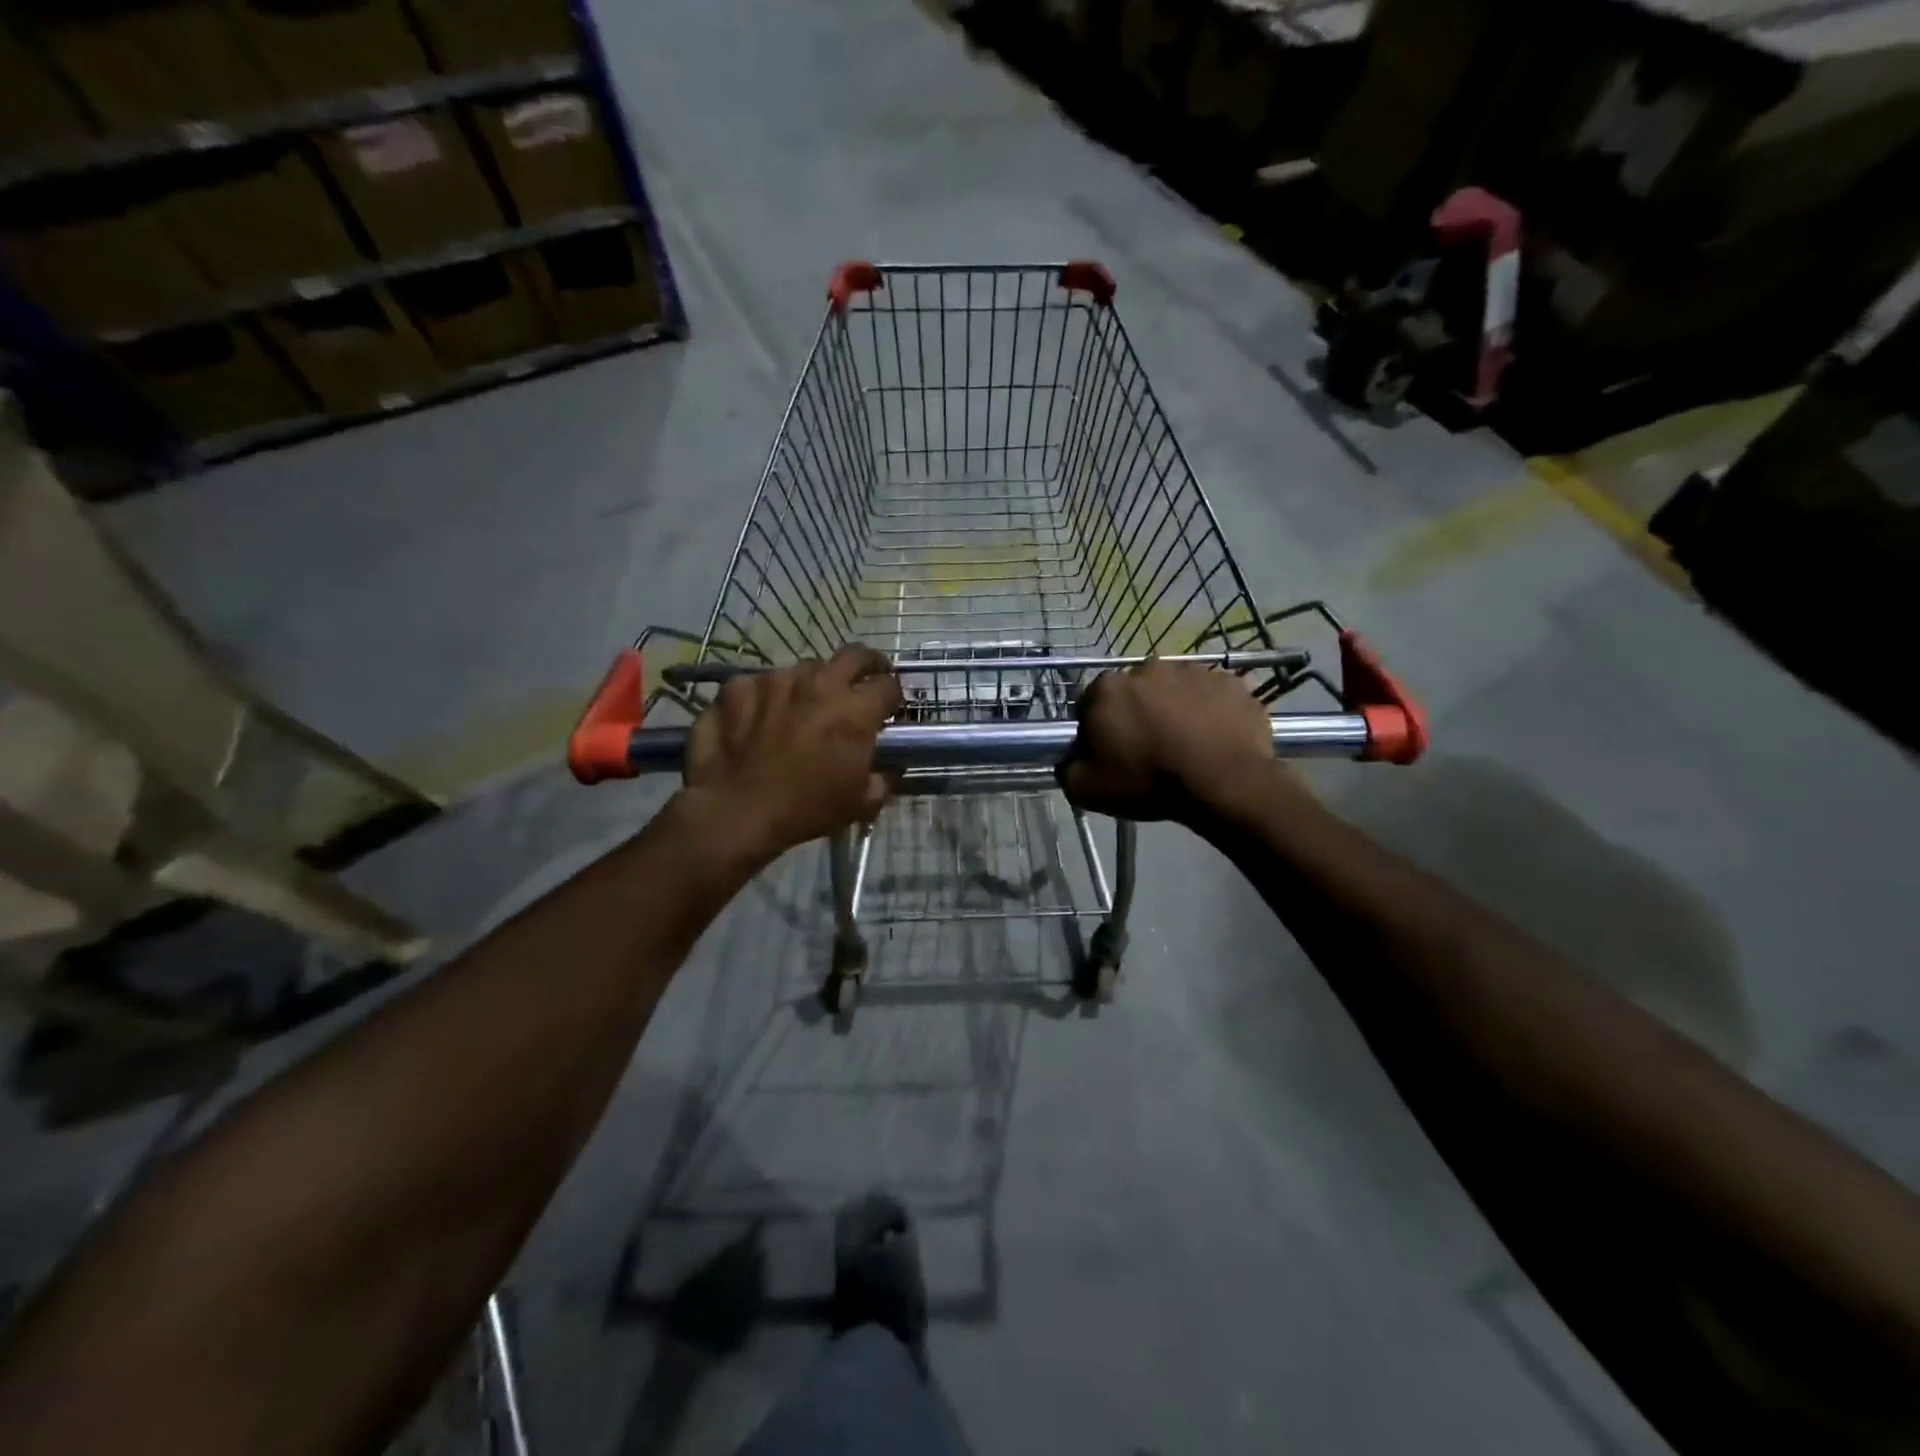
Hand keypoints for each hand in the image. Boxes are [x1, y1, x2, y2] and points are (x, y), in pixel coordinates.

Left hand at [683, 646, 902, 859]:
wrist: (736, 811)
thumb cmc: (807, 809)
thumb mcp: (862, 803)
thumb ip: (884, 778)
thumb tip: (889, 768)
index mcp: (856, 709)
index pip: (889, 685)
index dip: (893, 697)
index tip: (889, 709)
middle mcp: (820, 682)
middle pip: (855, 655)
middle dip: (866, 665)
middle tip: (863, 682)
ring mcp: (776, 679)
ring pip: (805, 669)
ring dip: (812, 684)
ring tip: (804, 707)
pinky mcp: (739, 686)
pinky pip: (761, 683)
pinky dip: (767, 697)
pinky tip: (760, 718)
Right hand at [1059, 660, 1288, 821]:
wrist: (1223, 782)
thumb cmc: (1148, 782)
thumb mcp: (1087, 788)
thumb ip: (1068, 767)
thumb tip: (1071, 758)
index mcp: (1107, 688)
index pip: (1092, 704)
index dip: (1099, 729)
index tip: (1111, 752)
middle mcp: (1147, 668)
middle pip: (1135, 692)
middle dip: (1139, 713)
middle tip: (1150, 749)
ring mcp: (1193, 670)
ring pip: (1176, 690)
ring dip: (1176, 709)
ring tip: (1186, 745)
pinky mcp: (1230, 682)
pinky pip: (1213, 696)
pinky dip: (1211, 712)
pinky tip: (1214, 739)